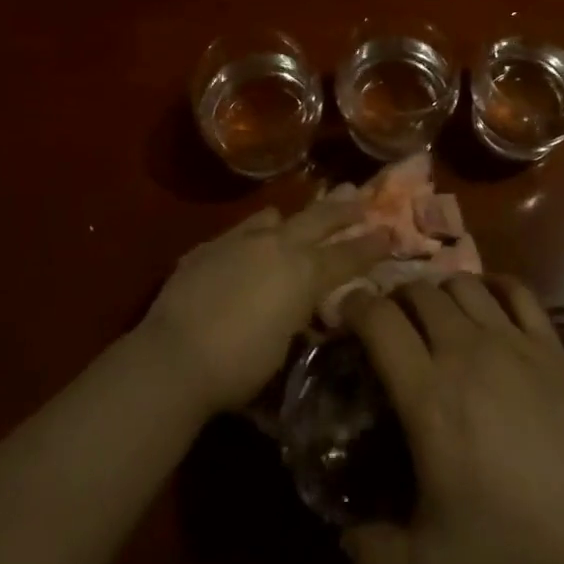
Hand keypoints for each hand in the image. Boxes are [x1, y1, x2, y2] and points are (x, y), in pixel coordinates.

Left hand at [140, 201, 392, 414]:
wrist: (174, 355)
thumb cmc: (238, 368)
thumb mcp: (283, 349)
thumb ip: (298, 318)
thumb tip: (304, 310)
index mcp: (303, 273)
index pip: (346, 257)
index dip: (370, 246)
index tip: (389, 232)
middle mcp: (277, 246)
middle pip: (318, 219)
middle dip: (343, 209)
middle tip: (360, 196)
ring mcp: (241, 240)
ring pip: (276, 216)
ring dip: (295, 215)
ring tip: (302, 211)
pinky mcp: (209, 246)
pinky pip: (241, 230)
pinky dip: (255, 233)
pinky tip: (251, 240)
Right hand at [341, 277, 563, 563]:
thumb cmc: (516, 551)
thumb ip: (375, 555)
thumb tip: (344, 540)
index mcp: (428, 394)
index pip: (380, 321)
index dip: (355, 305)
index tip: (345, 312)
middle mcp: (466, 350)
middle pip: (420, 291)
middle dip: (395, 296)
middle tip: (389, 321)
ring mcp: (513, 340)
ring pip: (464, 283)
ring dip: (439, 289)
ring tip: (434, 312)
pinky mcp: (551, 343)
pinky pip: (517, 290)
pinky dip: (494, 284)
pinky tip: (489, 299)